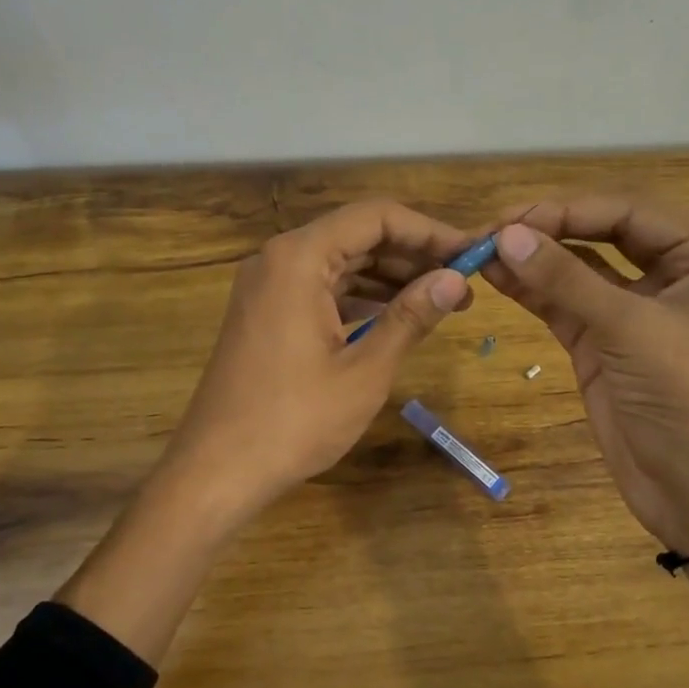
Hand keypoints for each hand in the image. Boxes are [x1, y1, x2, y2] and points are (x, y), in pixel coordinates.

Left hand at [156, 199, 472, 529]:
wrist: (217, 469)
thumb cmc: (294, 421)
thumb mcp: (364, 370)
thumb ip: (410, 316)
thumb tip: (456, 279)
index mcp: (299, 258)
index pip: (375, 218)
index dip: (429, 231)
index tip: (471, 253)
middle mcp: (278, 259)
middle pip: (357, 236)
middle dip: (412, 256)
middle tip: (462, 283)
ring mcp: (267, 286)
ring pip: (339, 263)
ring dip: (389, 278)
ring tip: (440, 302)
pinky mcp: (265, 313)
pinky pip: (320, 289)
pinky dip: (359, 297)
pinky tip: (394, 316)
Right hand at [482, 196, 688, 552]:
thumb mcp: (630, 329)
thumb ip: (566, 279)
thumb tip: (503, 236)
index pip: (627, 210)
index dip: (566, 210)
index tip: (507, 219)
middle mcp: (673, 268)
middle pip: (600, 232)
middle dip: (546, 229)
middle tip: (487, 232)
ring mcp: (633, 306)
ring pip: (576, 267)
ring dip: (531, 258)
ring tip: (479, 251)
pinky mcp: (602, 340)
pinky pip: (563, 302)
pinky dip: (531, 290)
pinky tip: (495, 276)